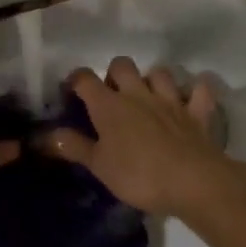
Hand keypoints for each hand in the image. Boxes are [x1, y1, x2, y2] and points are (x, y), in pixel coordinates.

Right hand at [44, 58, 237, 217]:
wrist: (192, 182)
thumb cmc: (138, 176)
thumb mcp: (99, 166)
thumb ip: (74, 147)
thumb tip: (46, 135)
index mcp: (109, 105)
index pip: (85, 79)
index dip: (76, 80)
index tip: (72, 92)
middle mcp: (138, 94)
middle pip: (122, 65)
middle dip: (114, 74)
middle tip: (112, 96)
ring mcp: (171, 100)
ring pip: (159, 72)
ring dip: (152, 80)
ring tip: (148, 96)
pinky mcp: (197, 112)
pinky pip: (199, 91)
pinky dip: (194, 92)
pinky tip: (190, 99)